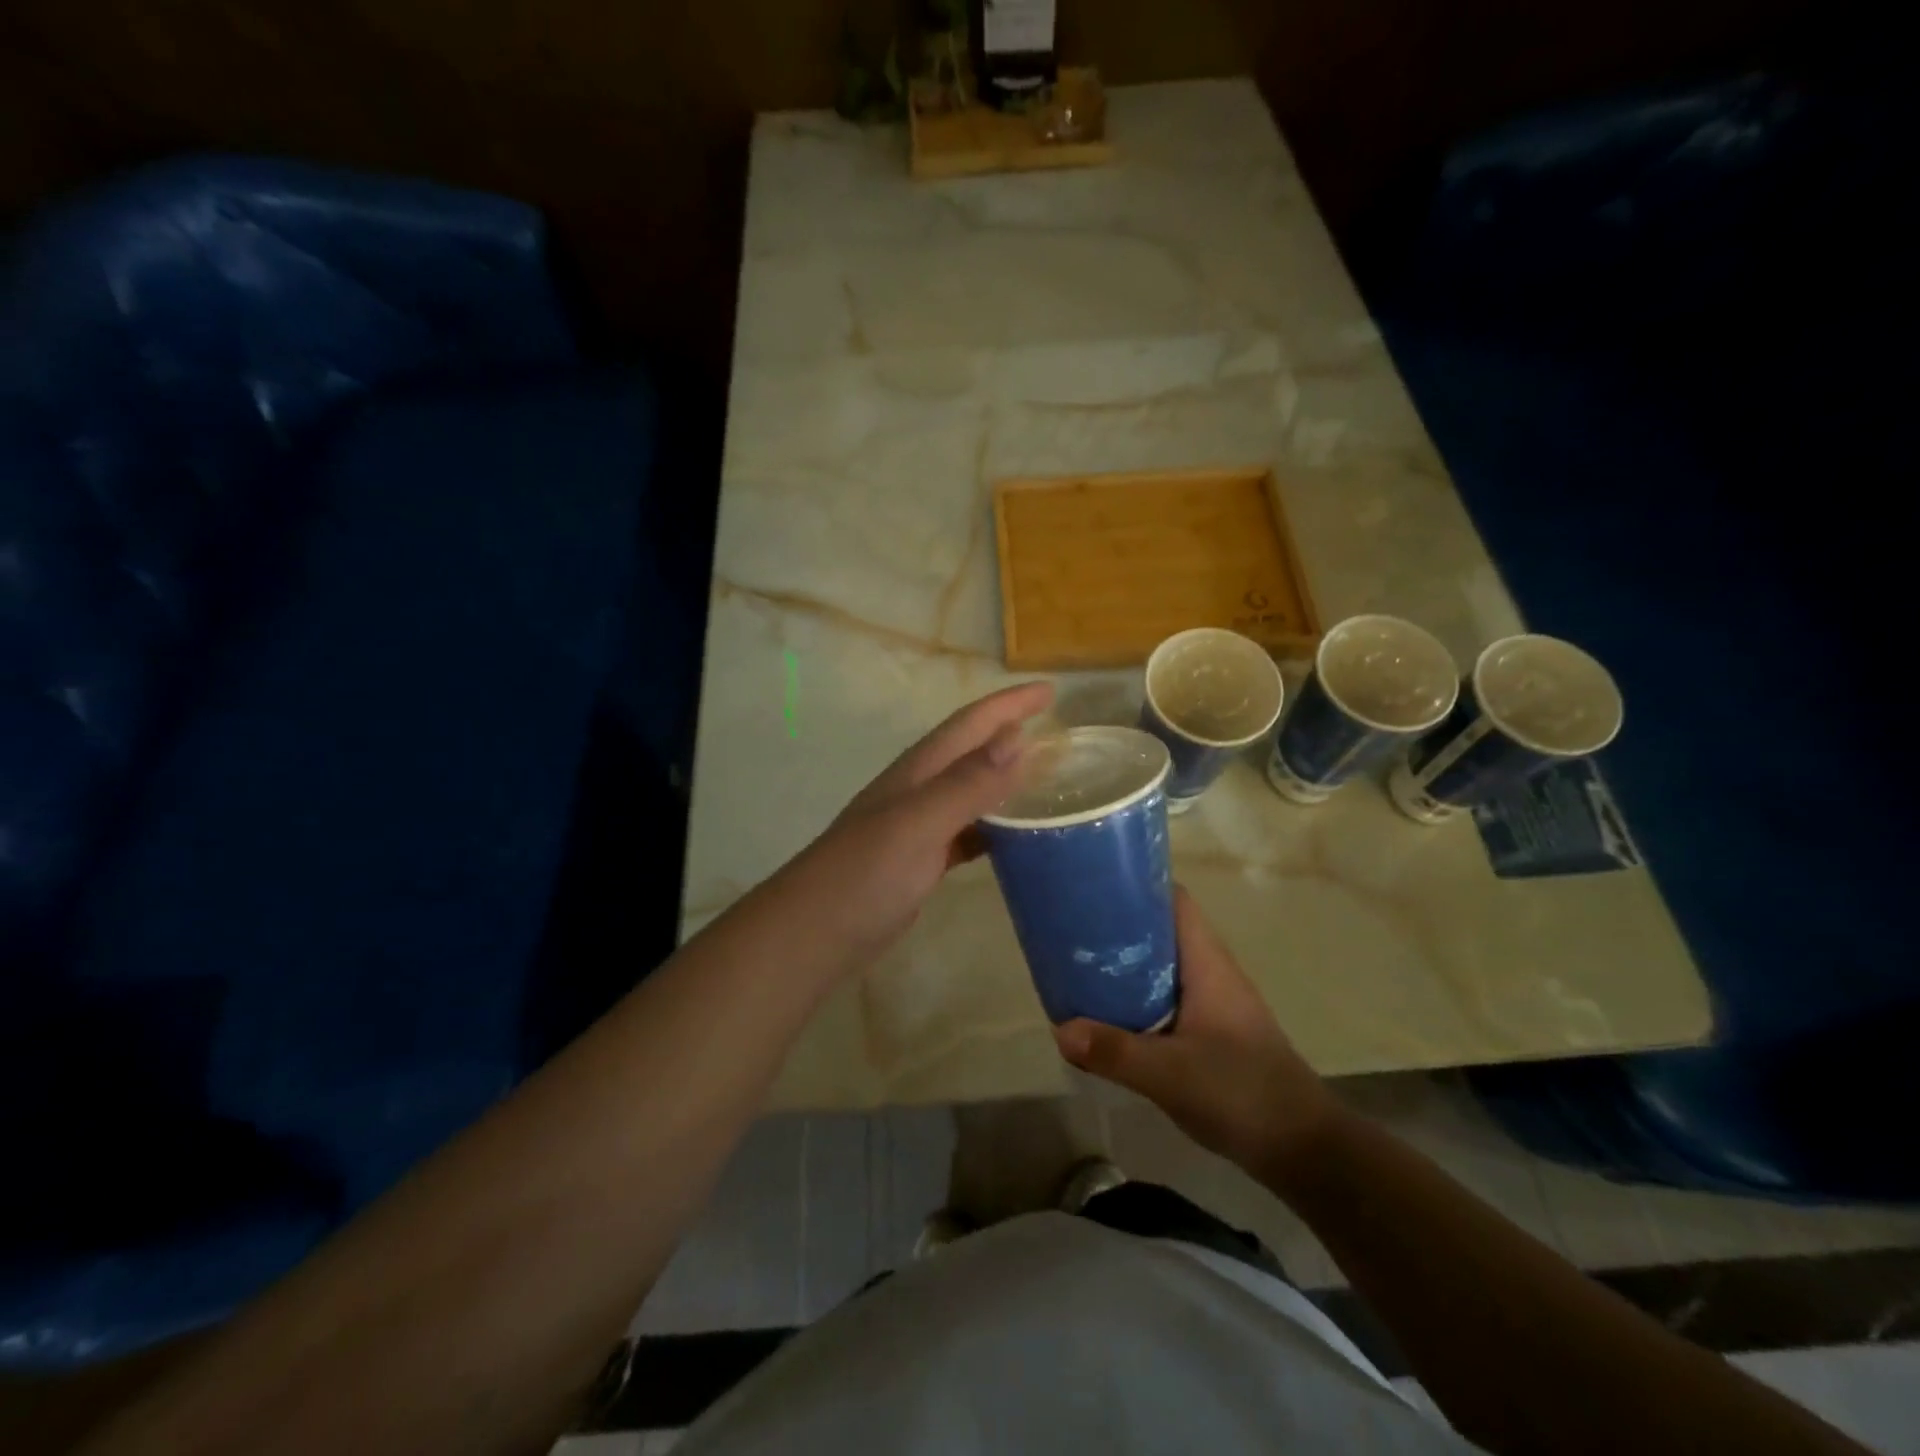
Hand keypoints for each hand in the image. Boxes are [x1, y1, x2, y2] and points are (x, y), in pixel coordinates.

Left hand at [798, 681, 1054, 960]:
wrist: (814, 934)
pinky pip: (969, 832)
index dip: (1009, 704)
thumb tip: (1019, 736)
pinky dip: (996, 828)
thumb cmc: (864, 874)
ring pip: (973, 792)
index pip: (971, 724)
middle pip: (973, 752)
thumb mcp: (918, 824)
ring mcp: (919, 827)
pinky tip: (1019, 840)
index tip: (1051, 691)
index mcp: (919, 771)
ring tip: (1050, 781)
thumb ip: (967, 783)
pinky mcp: (922, 861)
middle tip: (1060, 734)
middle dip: (1012, 734)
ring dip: (1007, 781)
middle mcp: (920, 790)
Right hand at [1054, 887, 1339, 1177]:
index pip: (1174, 900)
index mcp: (1207, 963)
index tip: (1094, 887)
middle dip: (1119, 928)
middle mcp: (1210, 973)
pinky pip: (1165, 999)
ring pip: (1161, 968)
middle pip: (1160, 932)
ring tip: (1080, 969)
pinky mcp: (1211, 1032)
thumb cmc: (1242, 1092)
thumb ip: (1114, 1052)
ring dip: (1125, 966)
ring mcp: (1213, 1003)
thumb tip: (1059, 1030)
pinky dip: (1137, 998)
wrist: (1304, 1148)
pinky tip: (1109, 1018)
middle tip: (1073, 932)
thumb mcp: (1170, 1074)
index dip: (1138, 886)